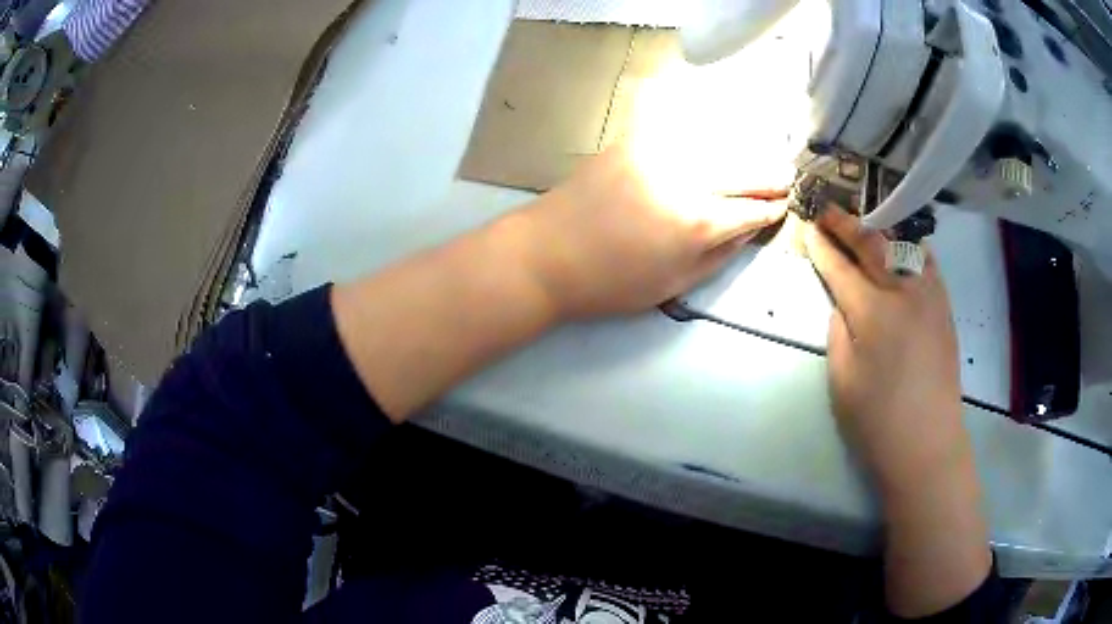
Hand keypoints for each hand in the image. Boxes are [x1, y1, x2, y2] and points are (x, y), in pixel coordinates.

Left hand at [521, 143, 786, 319]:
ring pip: (716, 144)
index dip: (771, 209)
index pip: (750, 209)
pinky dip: (700, 127)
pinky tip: (715, 129)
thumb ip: (718, 255)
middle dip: (769, 175)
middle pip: (742, 171)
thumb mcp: (674, 284)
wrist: (546, 255)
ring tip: (759, 157)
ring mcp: (656, 154)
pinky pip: (675, 124)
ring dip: (743, 150)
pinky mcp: (631, 141)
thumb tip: (748, 229)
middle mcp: (684, 180)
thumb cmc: (610, 283)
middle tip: (785, 176)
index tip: (784, 205)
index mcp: (697, 223)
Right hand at [802, 207, 964, 490]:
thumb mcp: (842, 380)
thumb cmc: (877, 420)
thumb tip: (844, 304)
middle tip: (828, 210)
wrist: (927, 442)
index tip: (807, 228)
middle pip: (872, 244)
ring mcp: (929, 295)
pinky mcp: (944, 306)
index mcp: (873, 313)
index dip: (822, 248)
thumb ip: (839, 331)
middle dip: (847, 224)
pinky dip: (909, 246)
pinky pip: (926, 261)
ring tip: (864, 221)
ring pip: (904, 244)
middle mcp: (903, 292)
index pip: (841, 268)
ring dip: (880, 228)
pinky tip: (901, 246)